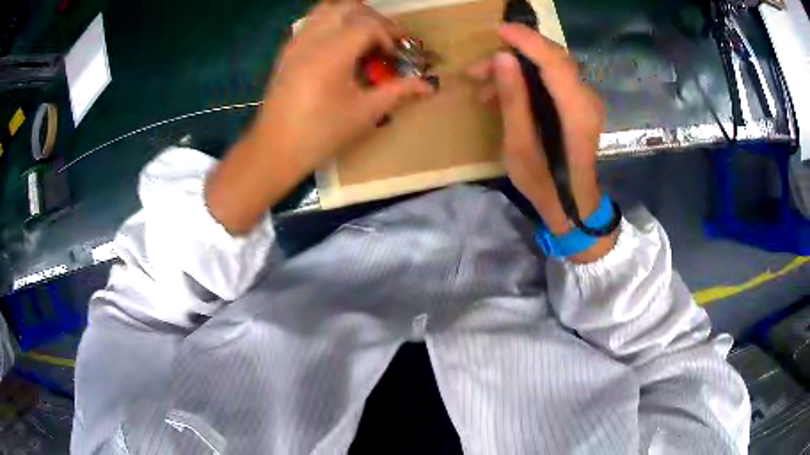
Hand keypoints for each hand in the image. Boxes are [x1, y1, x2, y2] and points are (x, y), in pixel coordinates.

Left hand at [206, 0, 432, 234]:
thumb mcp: (365, 112)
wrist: (275, 149)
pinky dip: (330, 24)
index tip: (398, 54)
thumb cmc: (321, 133)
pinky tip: (337, 47)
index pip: (368, 24)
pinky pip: (311, 23)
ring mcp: (296, 43)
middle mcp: (313, 38)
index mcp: (333, 52)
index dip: (390, 35)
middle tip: (384, 40)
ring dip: (349, 16)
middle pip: (348, 7)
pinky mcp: (286, 51)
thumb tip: (429, 85)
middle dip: (372, 18)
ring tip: (362, 38)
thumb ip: (398, 91)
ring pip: (326, 9)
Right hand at [468, 24, 614, 261]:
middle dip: (514, 54)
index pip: (554, 61)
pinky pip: (551, 81)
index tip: (497, 31)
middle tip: (478, 67)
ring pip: (549, 68)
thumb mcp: (520, 146)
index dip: (526, 41)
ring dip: (514, 70)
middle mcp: (586, 100)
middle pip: (552, 59)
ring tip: (481, 85)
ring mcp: (584, 102)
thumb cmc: (546, 184)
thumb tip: (503, 59)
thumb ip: (514, 100)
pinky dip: (525, 81)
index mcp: (576, 111)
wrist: (573, 207)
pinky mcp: (578, 106)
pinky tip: (500, 94)